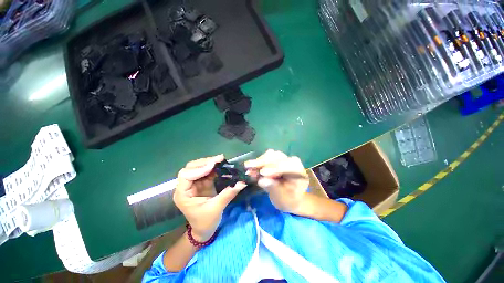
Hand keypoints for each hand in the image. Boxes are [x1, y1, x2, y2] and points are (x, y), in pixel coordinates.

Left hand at [173, 154, 245, 241]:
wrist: (204, 230)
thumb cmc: (205, 222)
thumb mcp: (216, 209)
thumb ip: (228, 194)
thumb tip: (242, 182)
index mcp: (182, 194)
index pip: (186, 175)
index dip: (199, 169)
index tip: (213, 166)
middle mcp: (186, 186)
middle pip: (191, 168)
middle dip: (205, 162)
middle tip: (219, 159)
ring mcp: (194, 184)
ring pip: (199, 167)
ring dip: (210, 163)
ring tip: (222, 160)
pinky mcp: (202, 183)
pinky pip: (207, 171)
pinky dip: (214, 167)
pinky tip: (221, 165)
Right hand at [245, 150, 308, 213]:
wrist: (289, 198)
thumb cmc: (288, 200)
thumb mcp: (282, 198)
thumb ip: (273, 187)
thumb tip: (262, 180)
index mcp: (299, 172)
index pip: (288, 166)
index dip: (275, 168)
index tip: (262, 173)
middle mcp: (292, 162)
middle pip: (278, 157)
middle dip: (263, 162)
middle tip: (248, 167)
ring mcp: (284, 159)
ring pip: (271, 154)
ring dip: (259, 161)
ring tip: (248, 168)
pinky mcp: (277, 159)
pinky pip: (267, 157)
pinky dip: (258, 161)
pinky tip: (251, 167)